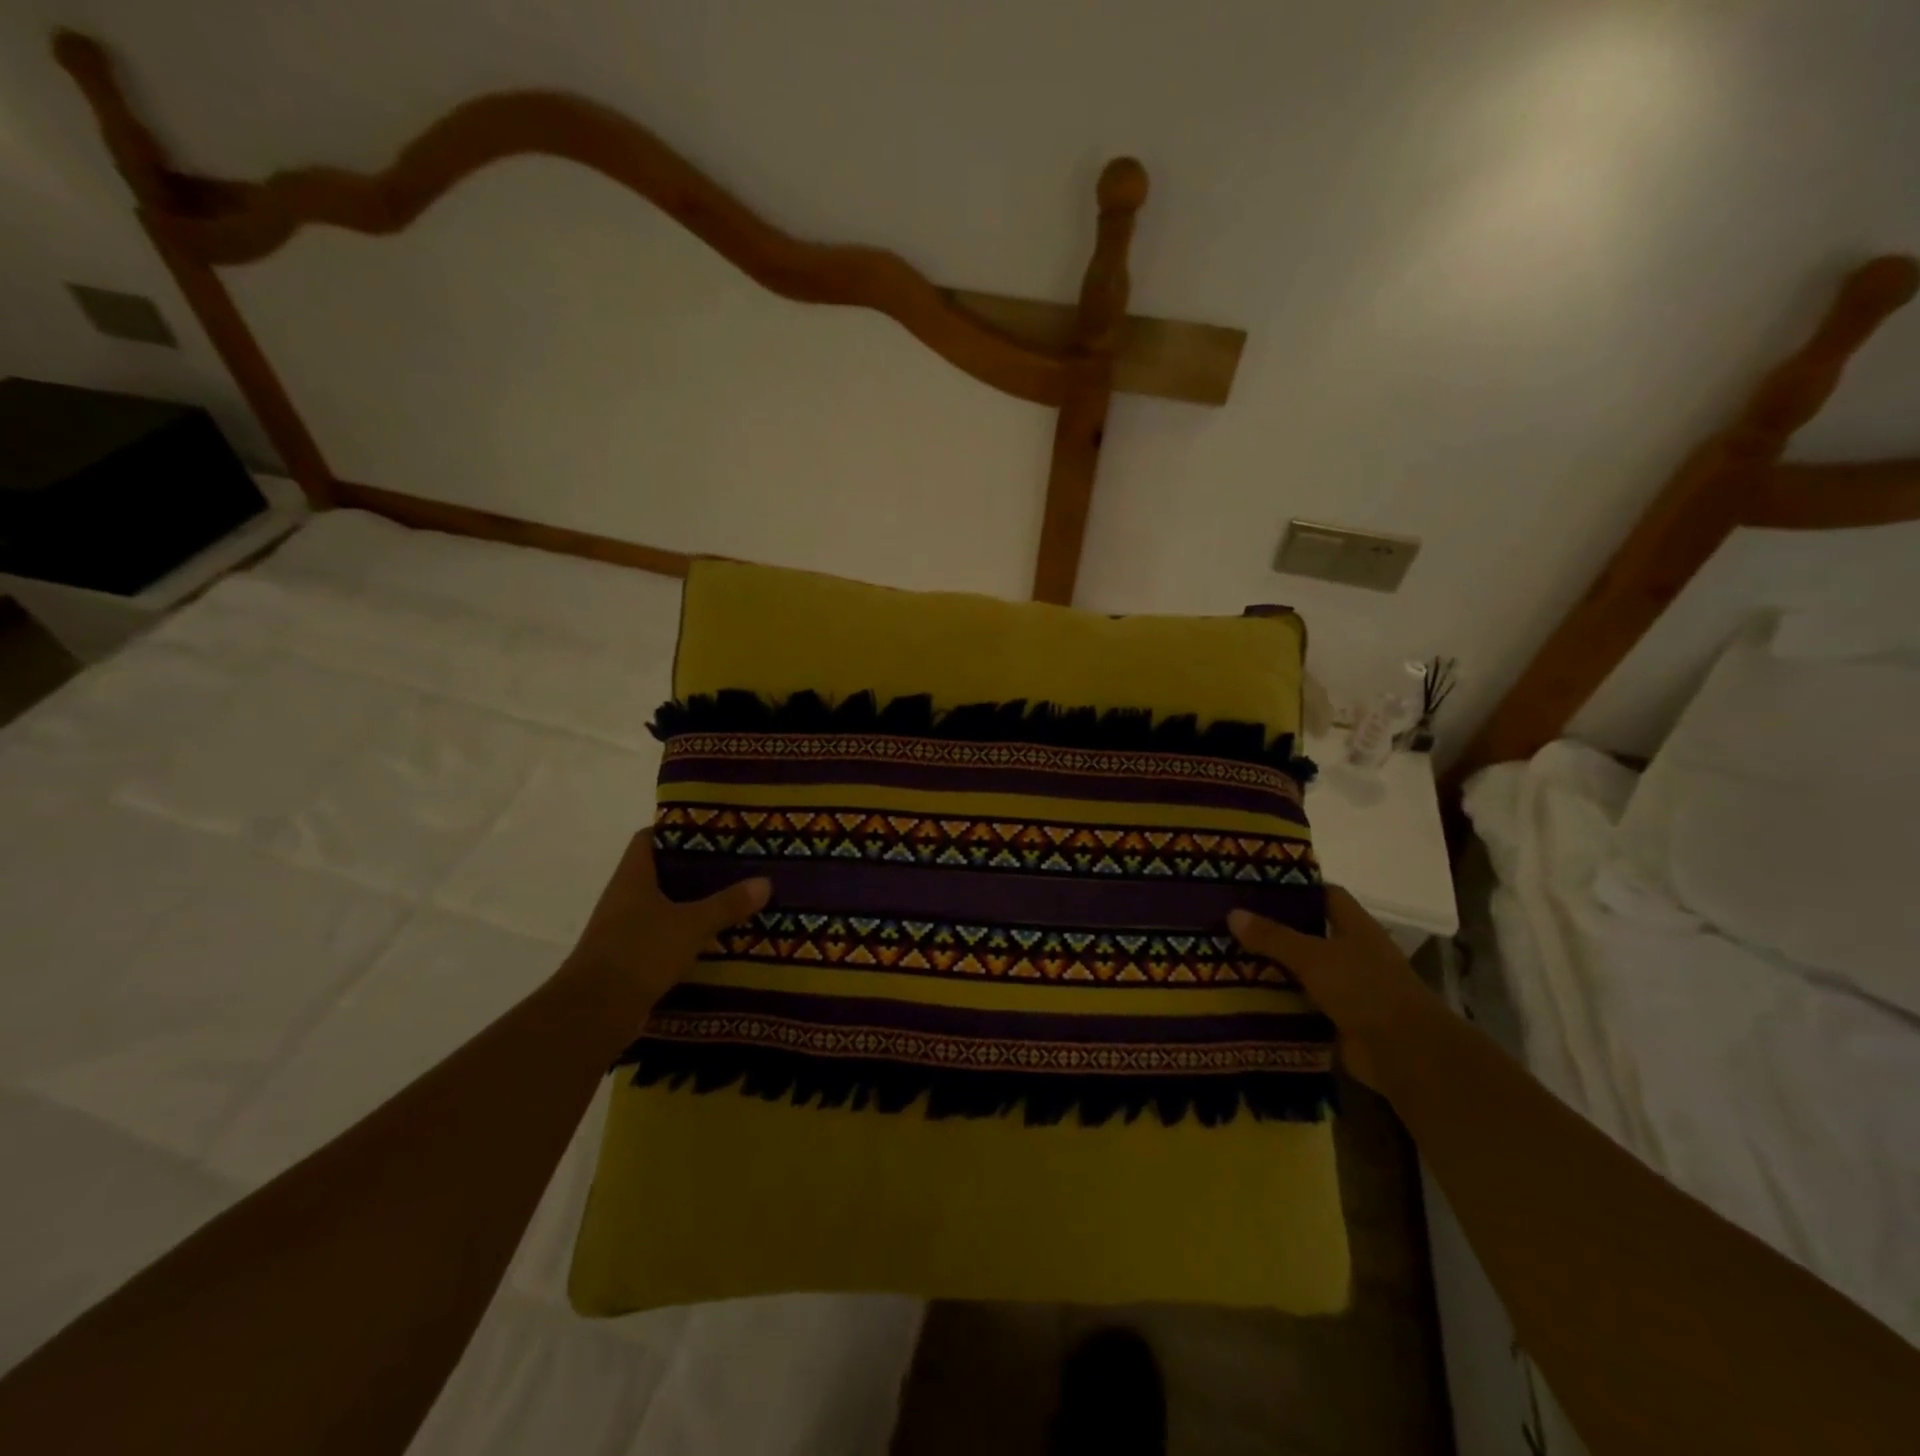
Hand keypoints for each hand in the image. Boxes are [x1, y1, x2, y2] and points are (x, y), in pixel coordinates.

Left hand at [560, 829, 769, 1043]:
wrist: (594, 1012)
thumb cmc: (639, 952)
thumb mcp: (691, 924)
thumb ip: (727, 903)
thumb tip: (765, 881)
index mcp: (633, 877)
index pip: (649, 839)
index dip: (676, 830)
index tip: (711, 830)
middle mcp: (624, 898)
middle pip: (661, 873)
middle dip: (695, 870)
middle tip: (734, 865)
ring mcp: (624, 930)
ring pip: (664, 907)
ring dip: (692, 905)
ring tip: (733, 901)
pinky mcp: (630, 960)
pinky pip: (663, 938)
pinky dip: (686, 936)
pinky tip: (715, 940)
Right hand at [1229, 886, 1429, 1087]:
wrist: (1405, 1053)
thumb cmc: (1365, 989)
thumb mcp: (1313, 956)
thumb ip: (1273, 936)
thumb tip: (1232, 913)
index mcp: (1356, 927)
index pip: (1325, 895)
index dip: (1295, 888)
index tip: (1257, 885)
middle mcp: (1353, 953)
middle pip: (1309, 932)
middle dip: (1274, 929)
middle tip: (1231, 921)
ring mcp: (1348, 987)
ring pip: (1302, 969)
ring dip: (1273, 966)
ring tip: (1228, 955)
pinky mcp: (1338, 1018)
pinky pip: (1301, 1002)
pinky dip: (1279, 1000)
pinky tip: (1244, 994)